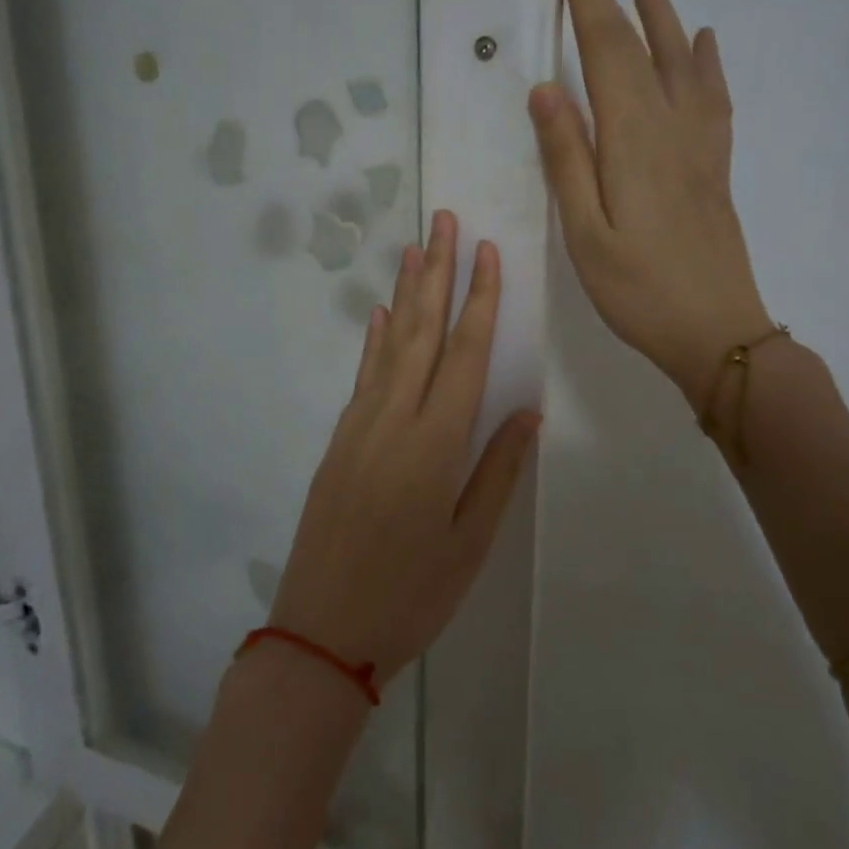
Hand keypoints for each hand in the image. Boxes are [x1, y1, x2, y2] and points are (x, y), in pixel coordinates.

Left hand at [271, 210, 540, 686]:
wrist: (321, 629)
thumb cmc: (410, 595)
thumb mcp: (468, 543)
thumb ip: (497, 470)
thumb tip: (527, 410)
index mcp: (435, 443)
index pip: (465, 354)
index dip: (479, 299)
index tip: (486, 251)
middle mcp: (394, 420)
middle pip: (421, 332)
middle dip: (436, 273)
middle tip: (444, 219)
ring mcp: (359, 426)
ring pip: (387, 345)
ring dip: (403, 294)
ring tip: (415, 248)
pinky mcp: (339, 441)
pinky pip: (362, 376)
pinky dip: (372, 341)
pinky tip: (376, 316)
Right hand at [529, 0, 772, 408]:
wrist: (716, 331)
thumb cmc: (638, 290)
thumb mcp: (585, 233)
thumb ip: (567, 159)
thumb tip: (546, 89)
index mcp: (632, 139)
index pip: (606, 49)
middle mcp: (671, 126)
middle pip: (641, 44)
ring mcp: (700, 143)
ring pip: (681, 59)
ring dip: (661, 12)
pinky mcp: (714, 164)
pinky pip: (712, 95)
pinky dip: (704, 60)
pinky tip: (700, 43)